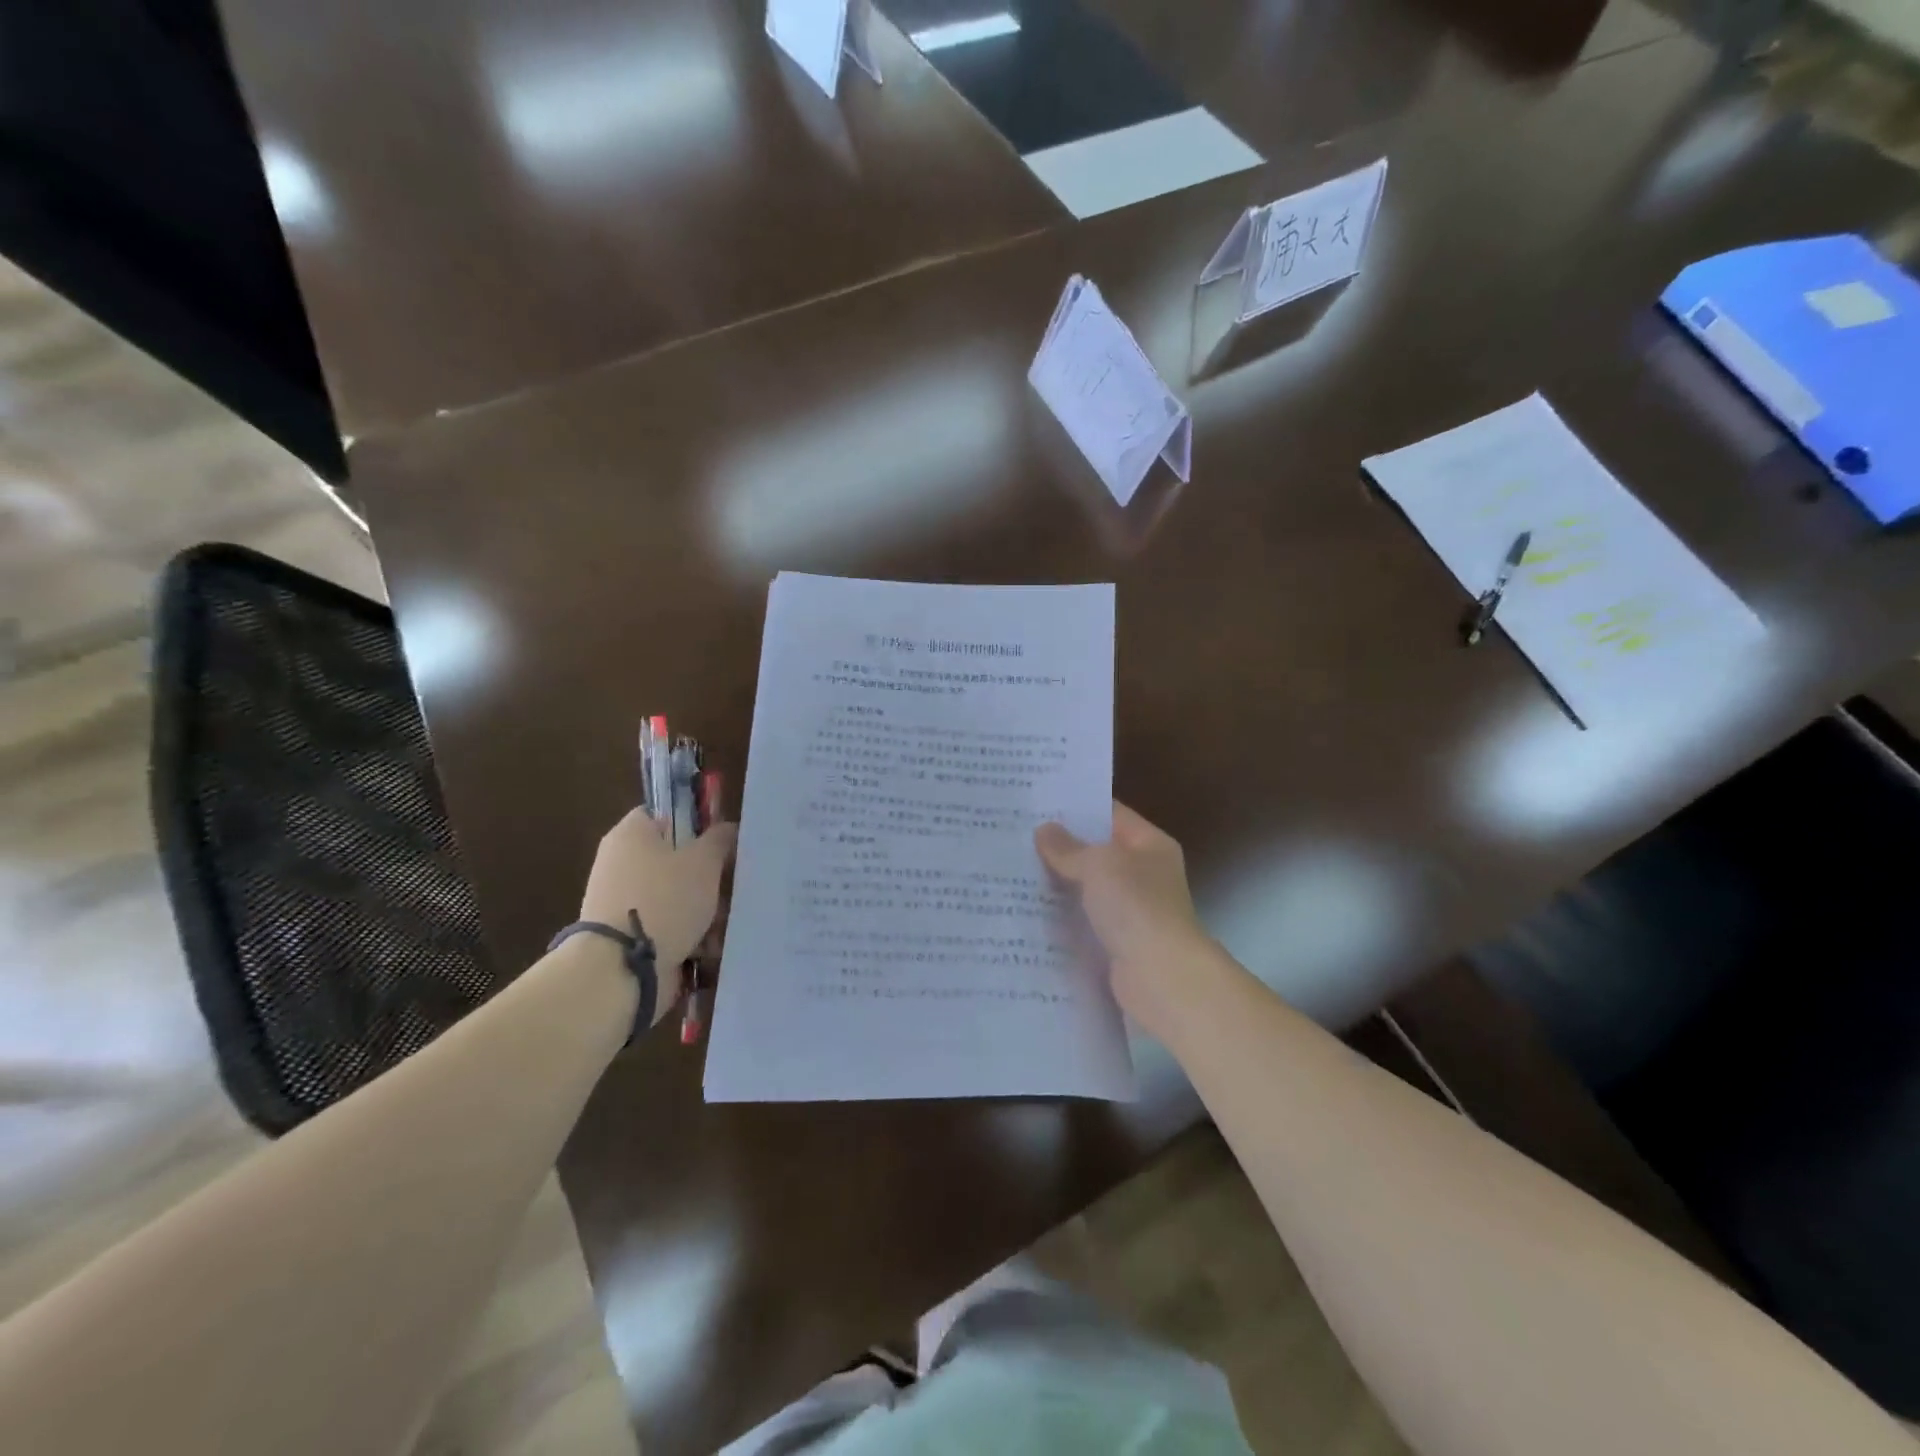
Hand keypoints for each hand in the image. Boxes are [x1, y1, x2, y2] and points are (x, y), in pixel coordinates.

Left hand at [579, 810, 736, 1019]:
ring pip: (676, 895)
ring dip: (703, 908)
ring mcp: (623, 901)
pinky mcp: (628, 936)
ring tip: (725, 922)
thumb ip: (720, 839)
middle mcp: (621, 863)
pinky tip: (710, 947)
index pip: (665, 814)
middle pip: (675, 858)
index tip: (722, 841)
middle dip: (708, 874)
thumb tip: (727, 829)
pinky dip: (689, 934)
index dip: (695, 823)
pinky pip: (667, 925)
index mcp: (631, 834)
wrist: (620, 969)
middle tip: (732, 885)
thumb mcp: (704, 861)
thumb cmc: (664, 899)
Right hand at [1035, 801, 1215, 1039]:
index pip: (1110, 813)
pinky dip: (1061, 918)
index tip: (1036, 804)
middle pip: (1096, 852)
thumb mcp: (1099, 865)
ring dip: (1057, 884)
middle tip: (1015, 837)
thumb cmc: (1136, 907)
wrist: (1162, 978)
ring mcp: (1131, 910)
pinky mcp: (1116, 943)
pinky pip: (1083, 921)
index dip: (1076, 807)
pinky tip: (1026, 911)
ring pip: (1086, 889)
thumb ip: (1068, 848)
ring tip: (1011, 871)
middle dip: (1059, 847)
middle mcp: (1144, 874)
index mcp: (1150, 845)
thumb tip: (1044, 831)